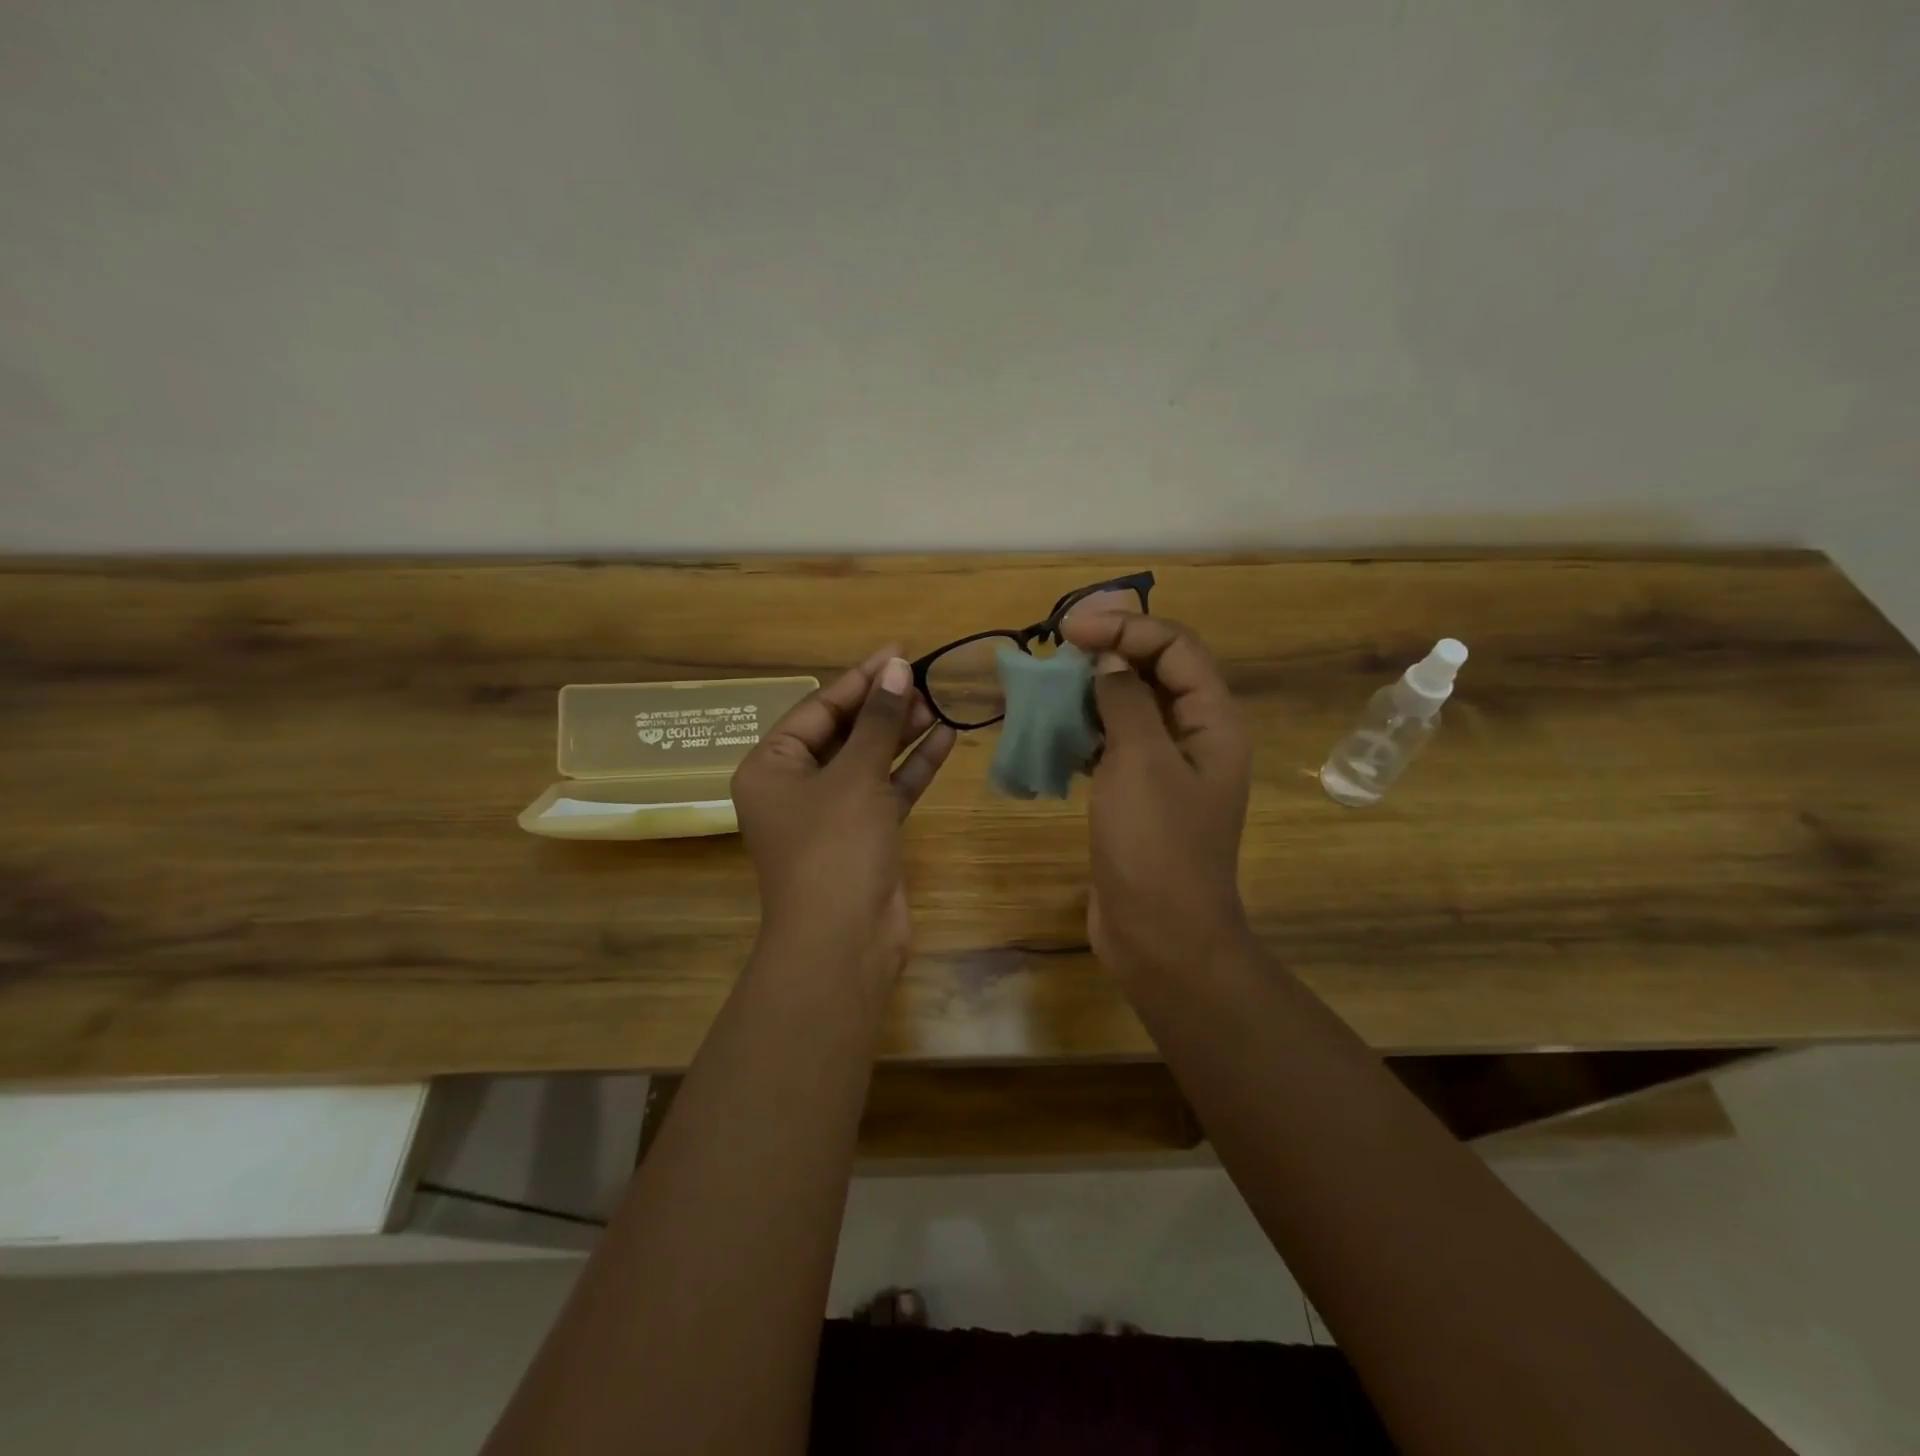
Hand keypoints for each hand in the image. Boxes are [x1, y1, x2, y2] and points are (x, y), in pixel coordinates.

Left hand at [731, 646, 956, 976]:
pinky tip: (944, 739)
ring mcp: (831, 814)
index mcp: (771, 767)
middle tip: (923, 677)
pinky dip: (913, 767)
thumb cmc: (834, 847)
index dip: (859, 679)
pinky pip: (888, 790)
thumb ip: (878, 721)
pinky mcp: (864, 836)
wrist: (843, 942)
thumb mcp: (855, 777)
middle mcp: (796, 787)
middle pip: (843, 733)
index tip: (898, 652)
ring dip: (901, 734)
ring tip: (937, 701)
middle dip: (882, 706)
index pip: (818, 709)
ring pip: (869, 761)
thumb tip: (896, 667)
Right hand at [1061, 612, 1252, 976]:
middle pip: (1156, 672)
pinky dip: (1085, 733)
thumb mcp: (1140, 763)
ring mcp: (1166, 770)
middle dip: (1109, 653)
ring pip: (1130, 709)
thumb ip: (1126, 702)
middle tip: (1057, 650)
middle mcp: (1195, 738)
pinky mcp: (1138, 797)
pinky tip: (1052, 734)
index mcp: (1213, 722)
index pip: (1176, 647)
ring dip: (1092, 692)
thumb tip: (1109, 663)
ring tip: (1048, 686)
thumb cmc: (1156, 846)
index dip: (1126, 628)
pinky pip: (1113, 747)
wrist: (1160, 937)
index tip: (1071, 630)